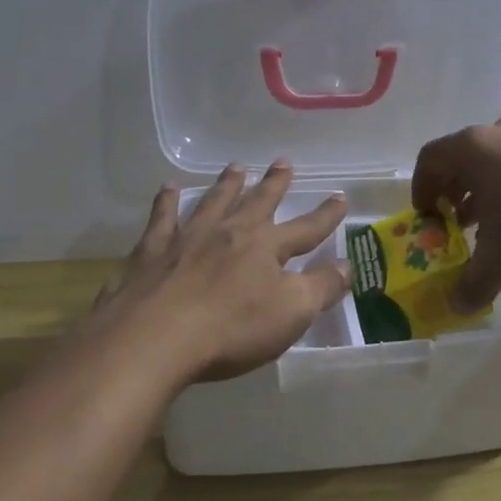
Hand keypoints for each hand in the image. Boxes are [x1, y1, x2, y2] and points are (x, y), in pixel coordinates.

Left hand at [90, 161, 349, 383]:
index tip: (340, 196)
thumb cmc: (231, 328)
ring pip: (213, 202)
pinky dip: (167, 202)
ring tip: (236, 167)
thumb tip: (348, 265)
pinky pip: (162, 218)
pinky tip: (169, 189)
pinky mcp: (152, 251)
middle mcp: (229, 232)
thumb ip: (322, 287)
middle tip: (283, 161)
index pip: (306, 228)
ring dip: (227, 184)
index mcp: (266, 247)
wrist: (154, 338)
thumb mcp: (291, 313)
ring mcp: (188, 238)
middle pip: (258, 202)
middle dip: (274, 184)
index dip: (325, 215)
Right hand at [412, 115, 500, 309]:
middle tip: (455, 223)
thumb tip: (455, 307)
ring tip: (490, 225)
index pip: (430, 159)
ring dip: (484, 191)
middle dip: (453, 192)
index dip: (421, 189)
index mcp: (473, 147)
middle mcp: (500, 131)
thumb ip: (470, 284)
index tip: (426, 218)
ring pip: (495, 160)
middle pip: (462, 157)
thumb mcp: (499, 262)